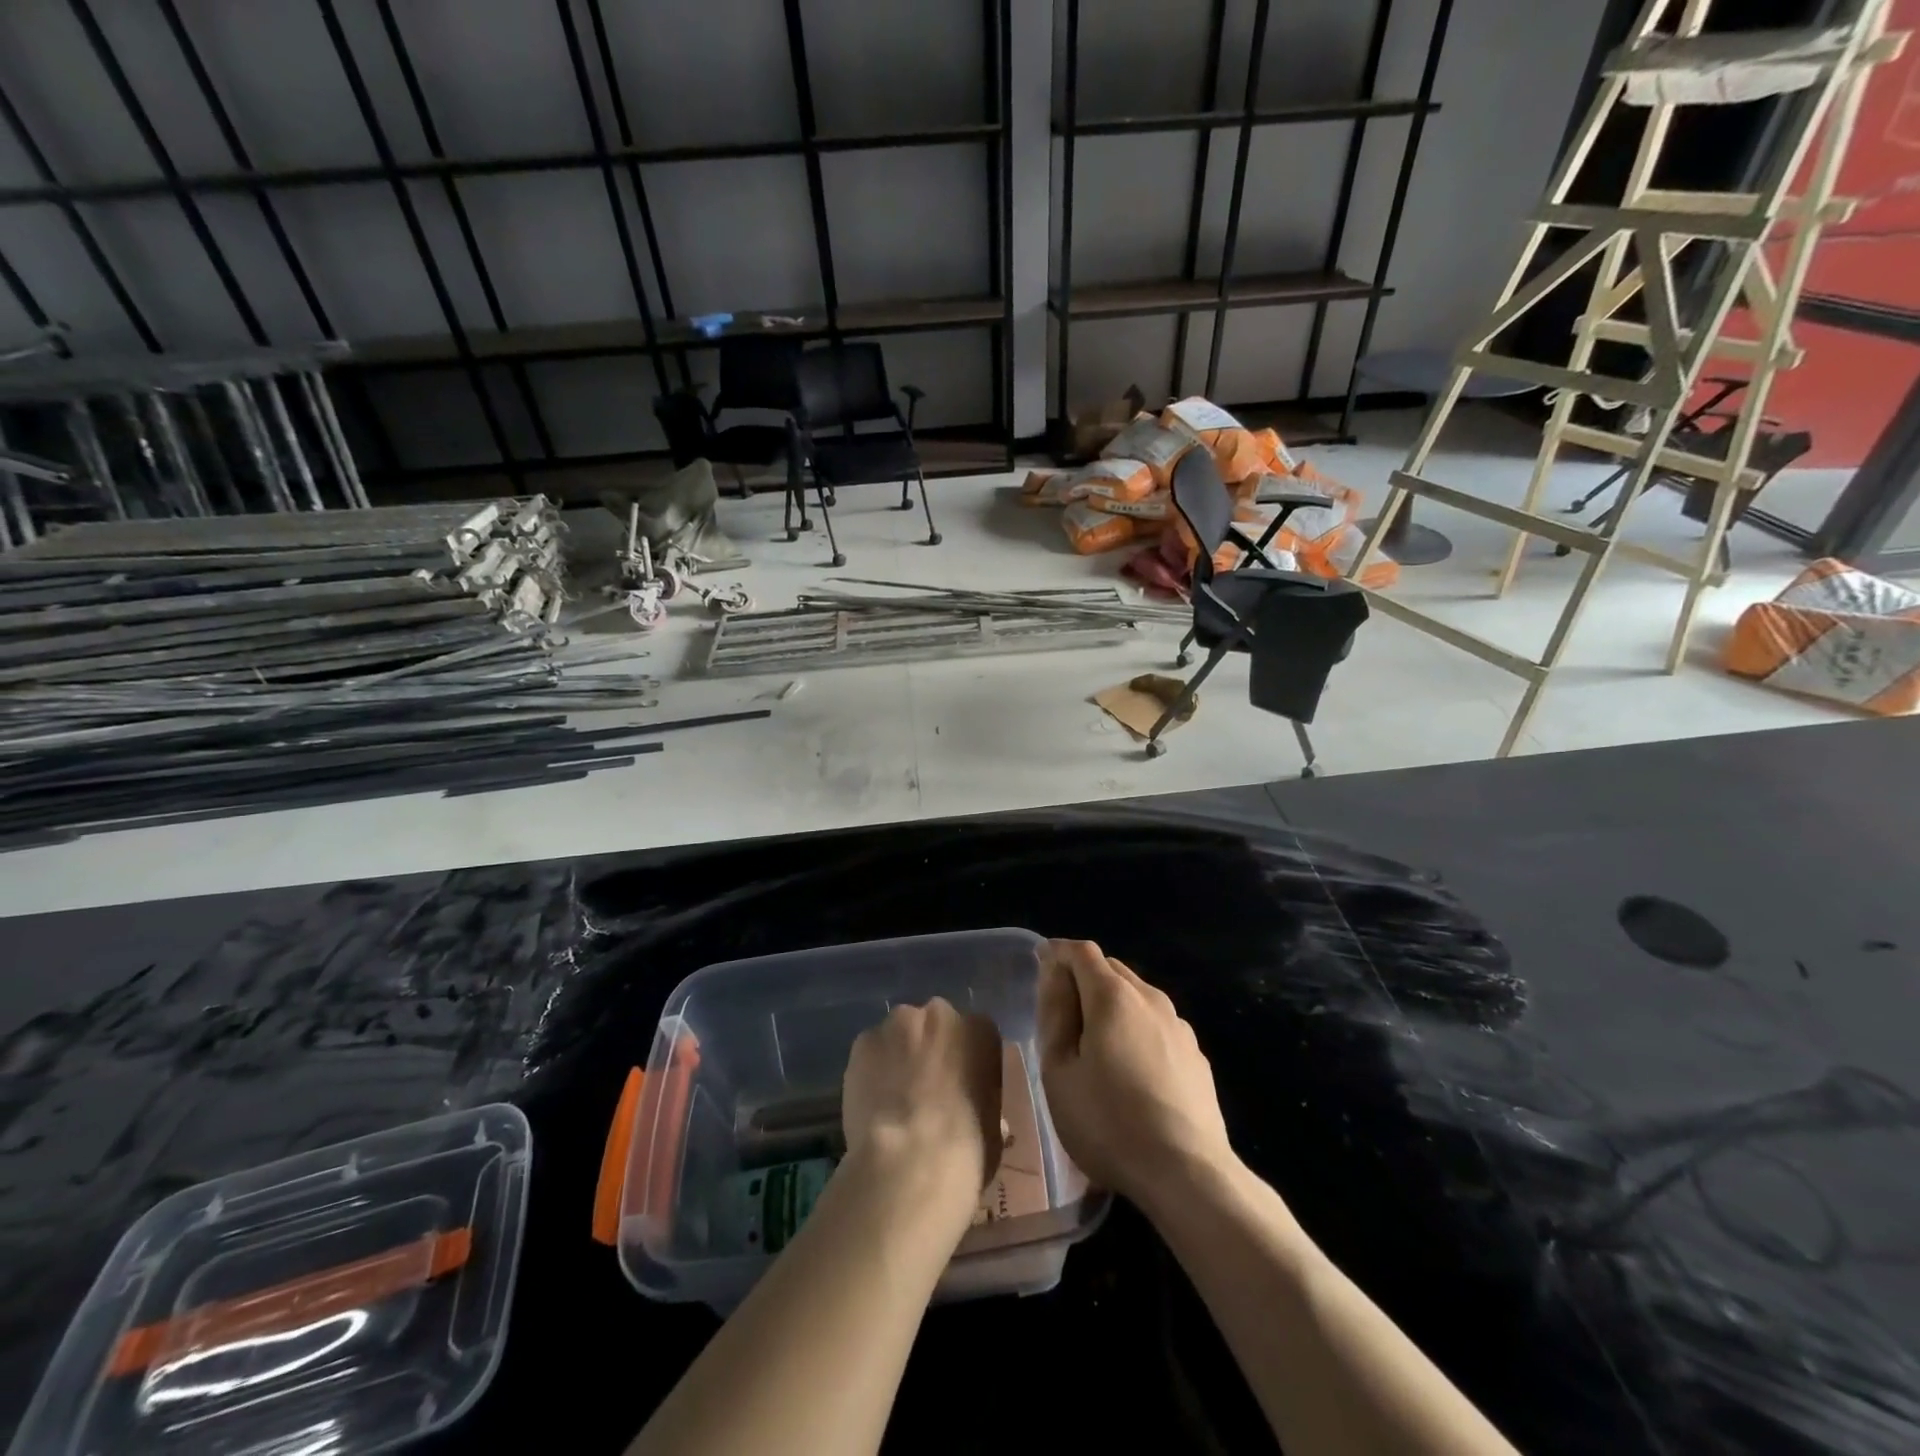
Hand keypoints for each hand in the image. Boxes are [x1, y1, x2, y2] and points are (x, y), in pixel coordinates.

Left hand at [842, 999, 1002, 1212]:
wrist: (910, 1162)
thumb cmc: (967, 1149)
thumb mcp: (992, 1130)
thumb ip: (983, 1106)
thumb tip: (974, 1113)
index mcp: (980, 1030)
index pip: (975, 1036)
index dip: (965, 1063)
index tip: (959, 1089)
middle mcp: (940, 1014)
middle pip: (934, 1026)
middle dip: (930, 1051)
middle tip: (925, 1091)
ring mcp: (898, 1023)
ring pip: (899, 1035)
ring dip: (898, 1057)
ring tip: (893, 1100)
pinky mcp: (864, 1040)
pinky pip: (870, 1052)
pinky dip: (870, 1071)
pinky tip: (872, 1104)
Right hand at [1038, 940, 1234, 1207]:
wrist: (1187, 1173)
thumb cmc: (1108, 1122)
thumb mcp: (1059, 1070)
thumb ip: (1054, 1013)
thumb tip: (1053, 971)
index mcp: (1112, 996)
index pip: (1081, 951)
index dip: (1058, 953)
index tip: (1040, 967)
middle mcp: (1150, 997)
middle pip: (1111, 969)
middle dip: (1084, 977)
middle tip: (1062, 1012)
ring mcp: (1178, 1025)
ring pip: (1137, 995)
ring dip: (1113, 1003)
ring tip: (1096, 1043)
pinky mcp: (1196, 1054)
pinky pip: (1158, 1024)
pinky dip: (1138, 1029)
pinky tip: (1133, 1069)